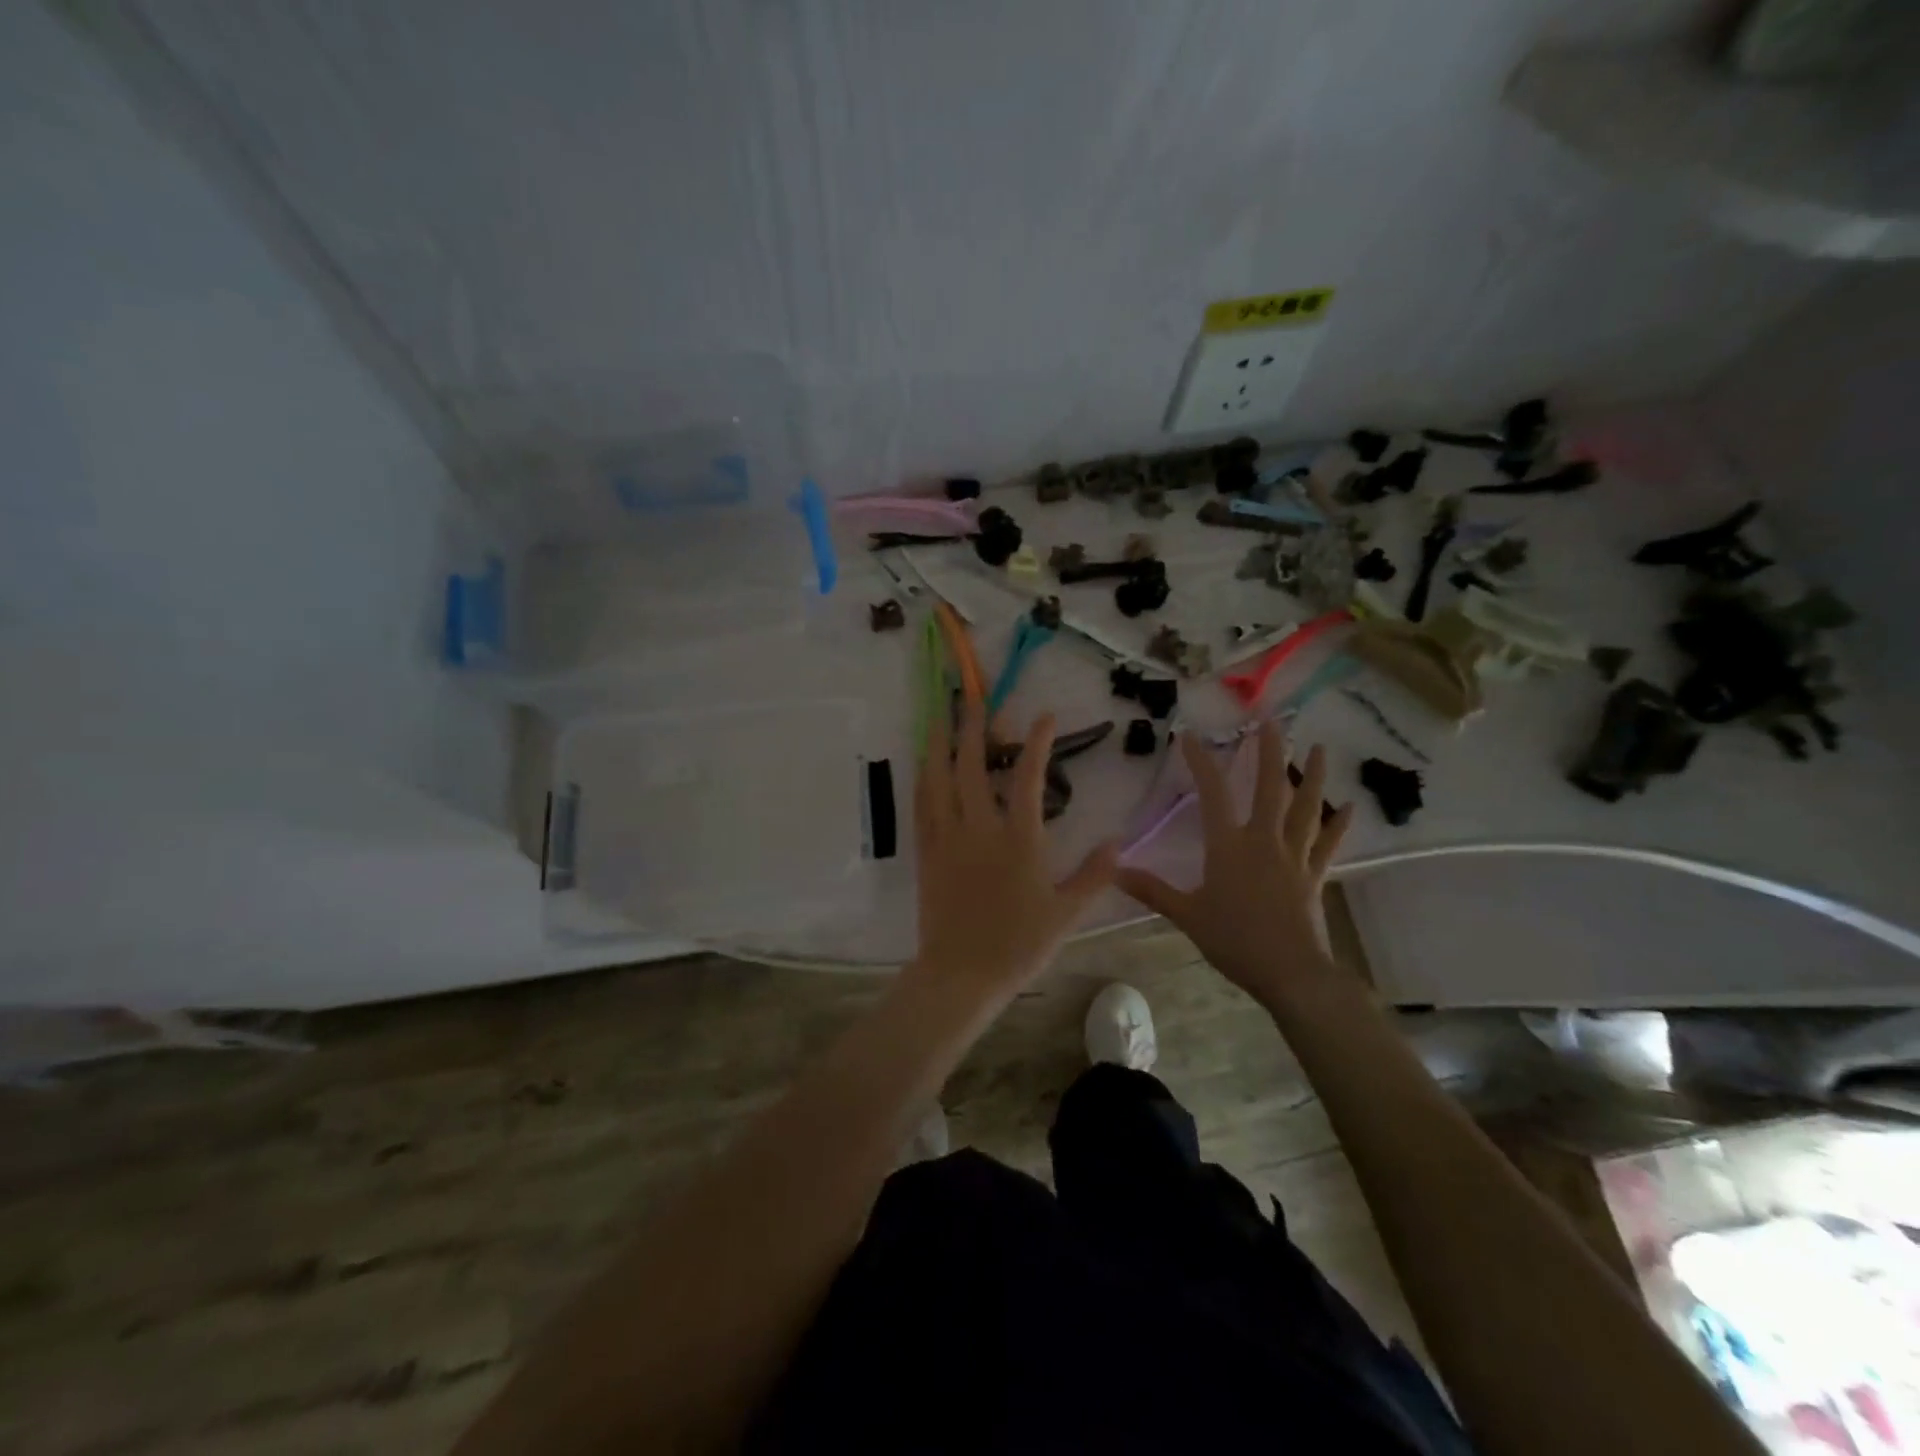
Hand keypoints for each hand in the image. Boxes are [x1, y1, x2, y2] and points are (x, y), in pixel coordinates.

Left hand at [910, 703, 1118, 1003]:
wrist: (962, 973)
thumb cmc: (1018, 945)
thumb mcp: (1067, 913)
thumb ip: (1094, 875)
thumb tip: (1118, 841)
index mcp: (1018, 839)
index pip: (1028, 778)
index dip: (1037, 742)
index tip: (1044, 716)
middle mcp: (979, 828)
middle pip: (973, 766)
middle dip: (975, 728)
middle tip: (974, 699)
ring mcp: (948, 838)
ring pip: (939, 779)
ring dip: (940, 744)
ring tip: (939, 717)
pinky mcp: (927, 852)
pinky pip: (922, 806)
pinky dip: (924, 779)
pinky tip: (925, 766)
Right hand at [1118, 724, 1354, 1011]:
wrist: (1290, 973)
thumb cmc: (1234, 940)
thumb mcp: (1186, 914)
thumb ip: (1152, 890)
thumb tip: (1114, 870)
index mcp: (1229, 846)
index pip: (1213, 793)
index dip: (1200, 762)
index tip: (1190, 736)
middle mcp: (1264, 841)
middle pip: (1270, 788)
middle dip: (1269, 752)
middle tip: (1271, 721)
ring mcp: (1294, 856)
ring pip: (1305, 808)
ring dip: (1312, 776)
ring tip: (1319, 748)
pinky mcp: (1314, 876)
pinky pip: (1327, 844)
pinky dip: (1338, 824)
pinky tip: (1350, 806)